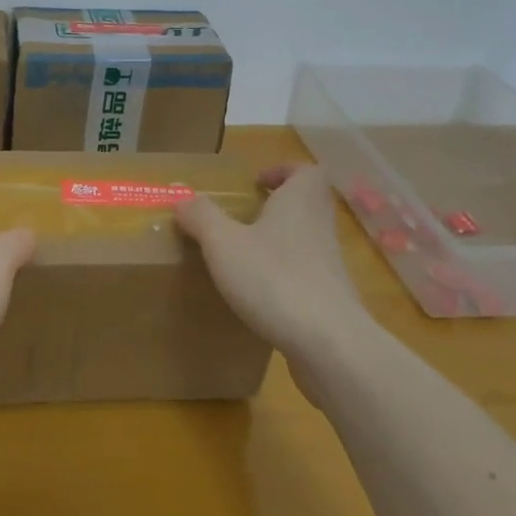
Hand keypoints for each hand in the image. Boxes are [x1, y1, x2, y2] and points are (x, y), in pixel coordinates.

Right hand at [175, 164, 368, 361]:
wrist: (329, 344)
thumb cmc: (274, 279)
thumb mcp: (223, 243)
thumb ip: (201, 216)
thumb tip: (183, 198)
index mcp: (300, 202)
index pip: (306, 171)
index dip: (282, 170)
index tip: (256, 183)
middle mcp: (320, 227)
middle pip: (308, 204)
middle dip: (278, 206)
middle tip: (244, 217)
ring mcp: (330, 266)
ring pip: (307, 240)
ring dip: (280, 243)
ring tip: (244, 257)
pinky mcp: (331, 300)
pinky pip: (307, 276)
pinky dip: (285, 278)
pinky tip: (259, 296)